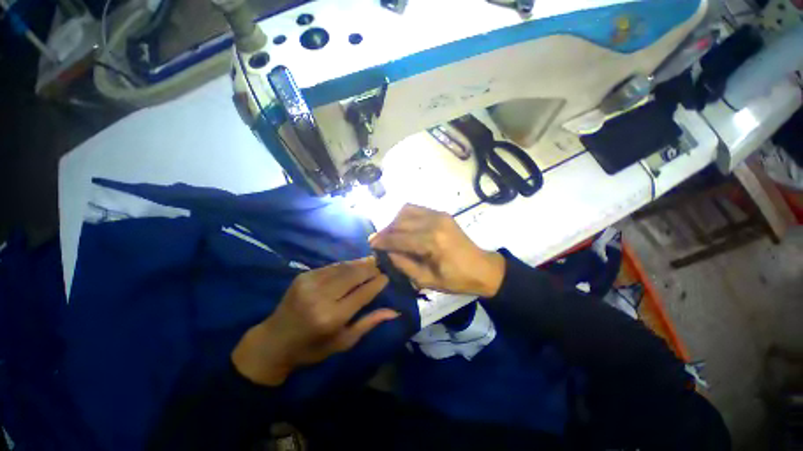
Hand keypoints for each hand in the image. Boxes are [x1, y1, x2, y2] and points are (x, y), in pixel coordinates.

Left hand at [232, 257, 396, 385]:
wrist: (273, 341)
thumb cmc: (312, 348)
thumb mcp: (343, 342)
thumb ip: (368, 323)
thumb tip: (394, 311)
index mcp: (332, 317)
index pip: (363, 293)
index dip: (378, 282)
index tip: (387, 277)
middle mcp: (321, 297)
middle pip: (354, 275)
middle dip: (371, 268)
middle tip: (382, 267)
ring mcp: (310, 283)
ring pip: (344, 267)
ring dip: (360, 263)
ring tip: (372, 262)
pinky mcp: (303, 276)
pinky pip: (332, 266)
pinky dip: (346, 265)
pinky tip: (354, 265)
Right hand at [369, 204, 504, 297]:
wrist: (482, 268)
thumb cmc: (456, 280)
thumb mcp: (427, 280)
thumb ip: (404, 264)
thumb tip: (387, 252)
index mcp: (432, 242)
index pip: (398, 237)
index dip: (382, 240)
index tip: (370, 244)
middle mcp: (434, 222)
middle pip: (400, 221)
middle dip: (386, 231)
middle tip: (379, 241)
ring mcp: (439, 214)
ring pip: (406, 210)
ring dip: (395, 222)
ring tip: (391, 235)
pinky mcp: (442, 213)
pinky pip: (416, 209)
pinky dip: (405, 216)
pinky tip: (404, 228)